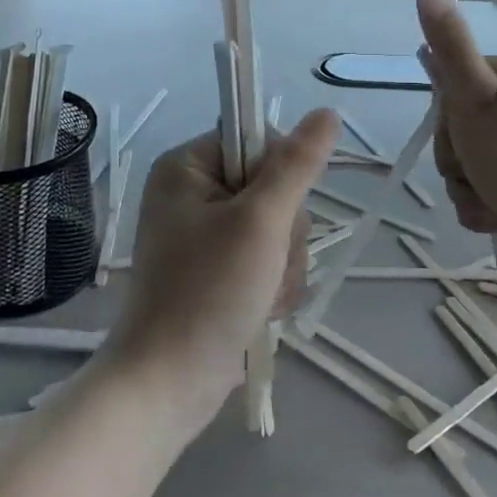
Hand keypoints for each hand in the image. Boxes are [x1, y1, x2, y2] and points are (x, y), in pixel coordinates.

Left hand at [105, 109, 338, 430]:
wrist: (168, 384)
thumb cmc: (208, 292)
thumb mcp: (260, 222)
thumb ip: (296, 165)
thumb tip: (327, 113)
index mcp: (187, 166)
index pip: (256, 139)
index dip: (282, 173)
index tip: (276, 212)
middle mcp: (192, 193)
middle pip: (272, 186)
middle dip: (284, 231)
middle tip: (266, 263)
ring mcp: (205, 234)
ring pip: (277, 226)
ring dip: (284, 262)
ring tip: (263, 295)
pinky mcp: (217, 269)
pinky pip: (267, 257)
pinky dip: (274, 283)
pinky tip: (262, 309)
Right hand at [416, 0, 496, 307]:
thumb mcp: (474, 97)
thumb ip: (451, 46)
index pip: (453, 82)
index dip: (445, 114)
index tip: (462, 132)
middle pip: (457, 124)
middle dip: (456, 157)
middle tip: (476, 169)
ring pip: (465, 160)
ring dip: (464, 184)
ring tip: (489, 199)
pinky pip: (481, 186)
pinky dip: (480, 203)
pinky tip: (496, 215)